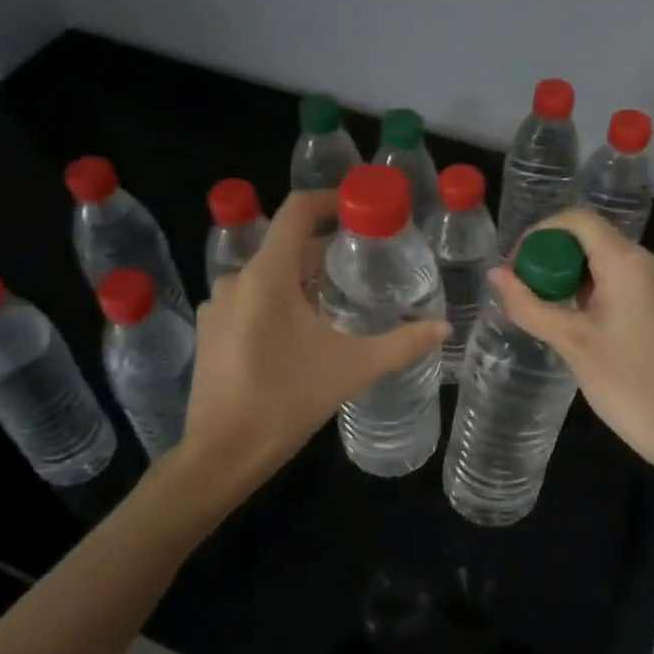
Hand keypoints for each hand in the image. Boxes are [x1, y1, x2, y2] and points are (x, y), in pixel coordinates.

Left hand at [181, 189, 447, 495]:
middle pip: (285, 245)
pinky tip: (300, 332)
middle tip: (363, 264)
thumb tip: (444, 327)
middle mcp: (236, 280)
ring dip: (301, 279)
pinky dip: (277, 301)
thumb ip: (402, 344)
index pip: (296, 211)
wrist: (222, 454)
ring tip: (336, 301)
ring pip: (267, 275)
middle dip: (324, 250)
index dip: (329, 199)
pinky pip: (249, 299)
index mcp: (267, 276)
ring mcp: (217, 306)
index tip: (359, 207)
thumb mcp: (353, 369)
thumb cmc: (287, 402)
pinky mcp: (210, 330)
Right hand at [489, 209, 653, 483]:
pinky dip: (596, 294)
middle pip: (592, 240)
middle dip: (553, 261)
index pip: (577, 220)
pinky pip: (626, 284)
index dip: (540, 234)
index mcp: (627, 262)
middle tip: (526, 295)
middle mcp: (650, 262)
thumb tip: (495, 275)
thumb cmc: (628, 383)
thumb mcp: (570, 342)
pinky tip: (581, 327)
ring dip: (573, 280)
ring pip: (608, 264)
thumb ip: (529, 304)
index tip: (516, 266)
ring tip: (548, 314)